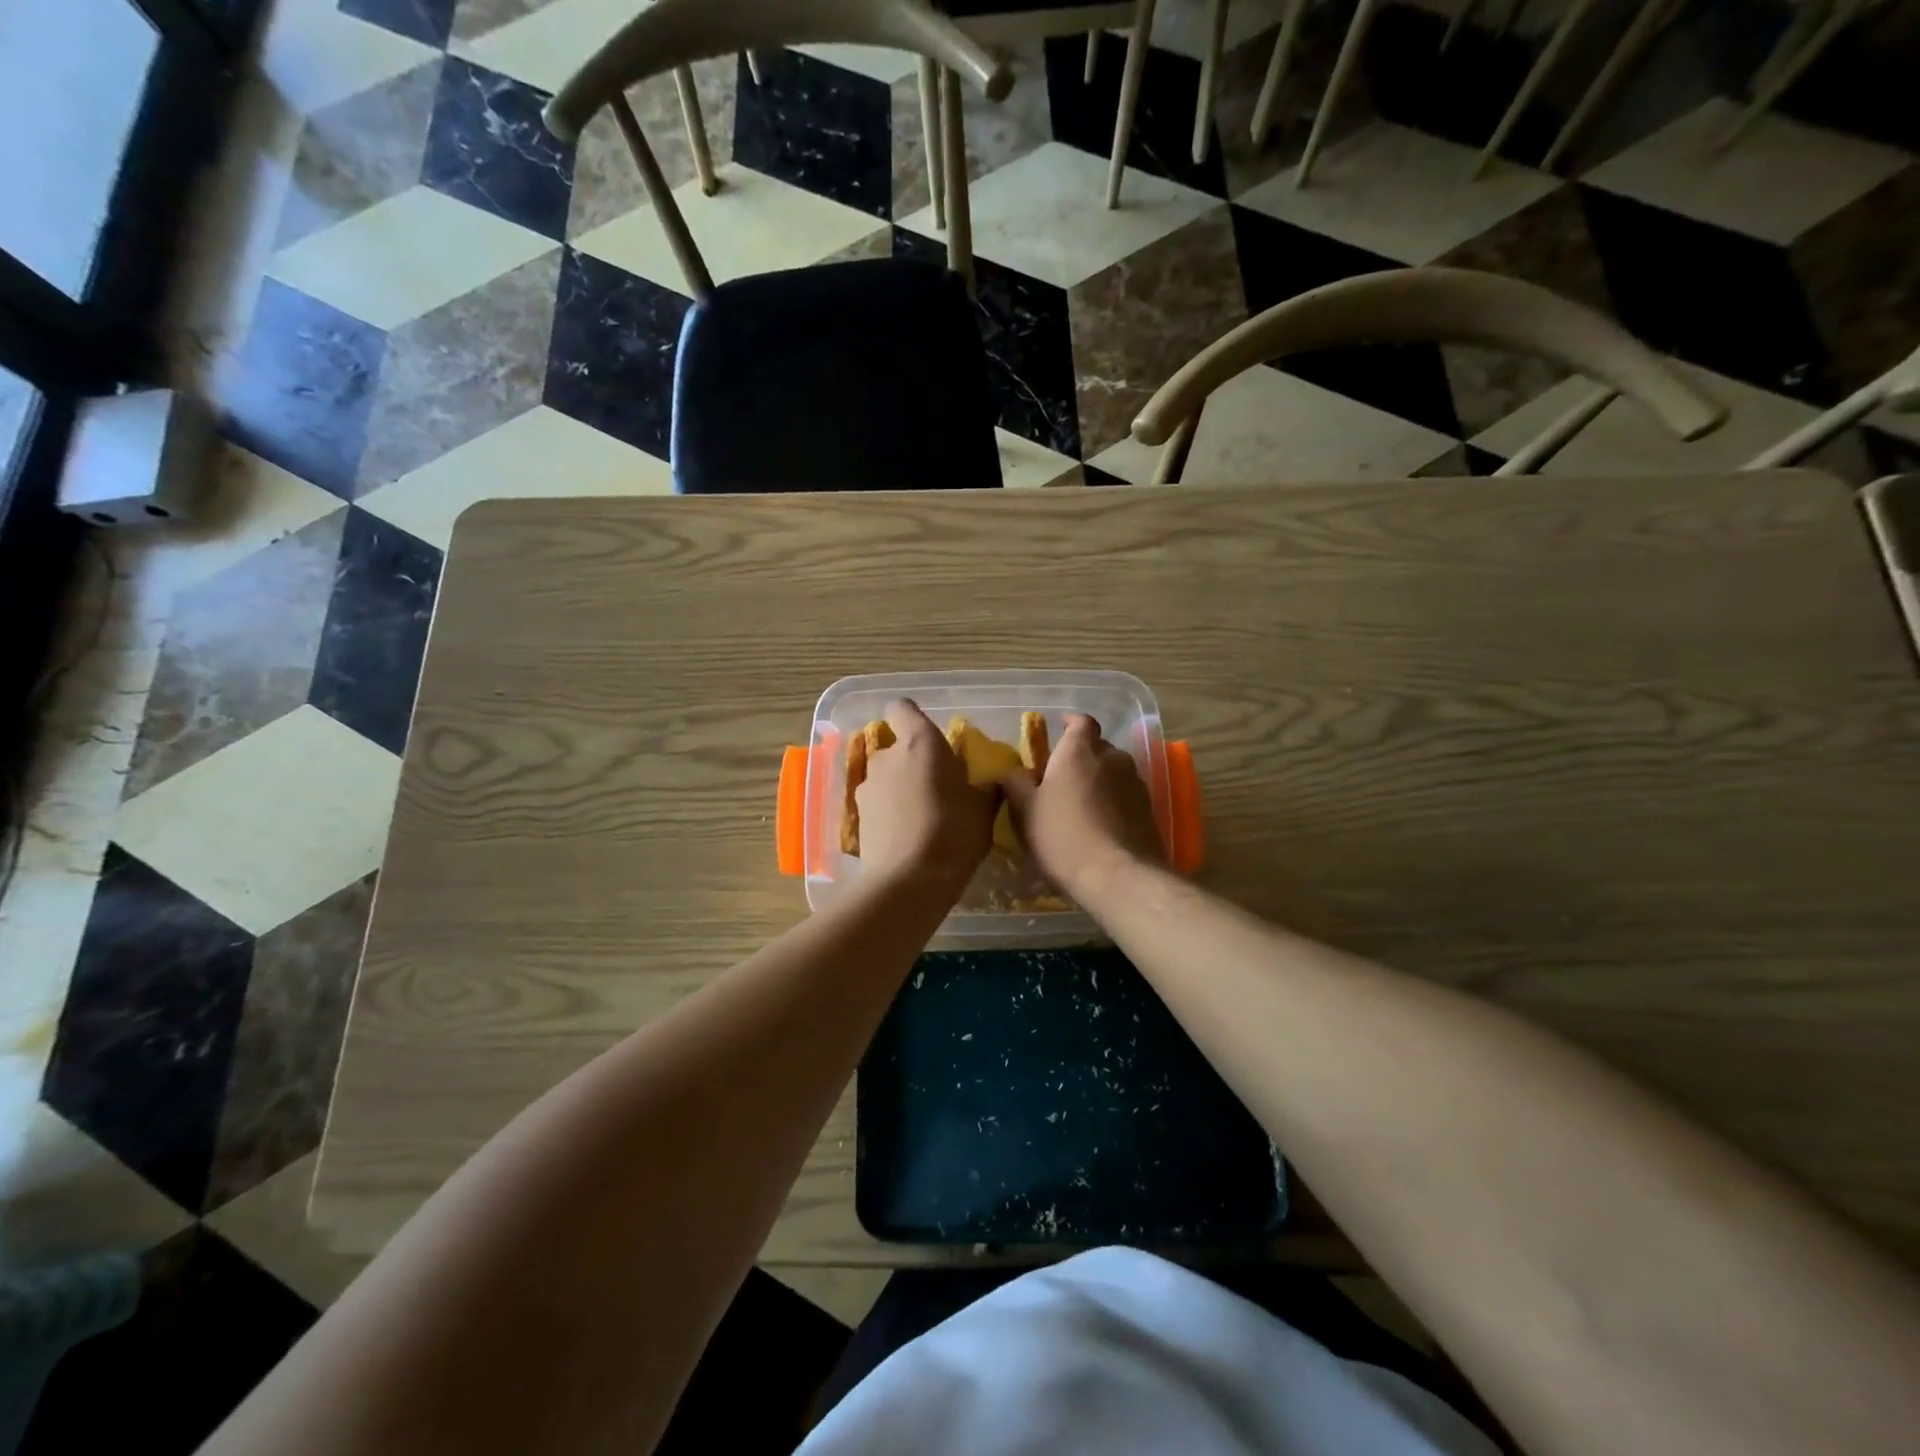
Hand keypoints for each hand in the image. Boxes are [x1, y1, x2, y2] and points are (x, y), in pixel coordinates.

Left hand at [855, 700, 997, 890]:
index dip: (912, 717)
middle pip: (897, 748)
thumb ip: (985, 788)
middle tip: (938, 789)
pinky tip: (907, 838)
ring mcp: (867, 787)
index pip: (903, 708)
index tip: (929, 736)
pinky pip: (878, 805)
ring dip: (901, 790)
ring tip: (923, 818)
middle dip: (914, 763)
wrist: (910, 880)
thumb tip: (989, 783)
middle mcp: (887, 757)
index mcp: (920, 743)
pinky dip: (890, 814)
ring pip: (886, 778)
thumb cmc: (954, 832)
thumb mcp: (984, 809)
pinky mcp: (857, 817)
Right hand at [1002, 714, 1161, 898]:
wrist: (1118, 876)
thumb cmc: (1062, 836)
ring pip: (1114, 772)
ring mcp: (1136, 783)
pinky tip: (1101, 826)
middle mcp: (1113, 758)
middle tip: (1062, 779)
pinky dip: (1114, 802)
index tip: (1059, 731)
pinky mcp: (1149, 810)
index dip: (1070, 724)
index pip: (1080, 722)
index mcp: (1080, 751)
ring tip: (1082, 805)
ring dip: (1099, 781)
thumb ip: (1016, 783)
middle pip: (1097, 747)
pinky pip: (1126, 796)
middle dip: (1082, 757)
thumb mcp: (1024, 811)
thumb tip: (1017, 771)